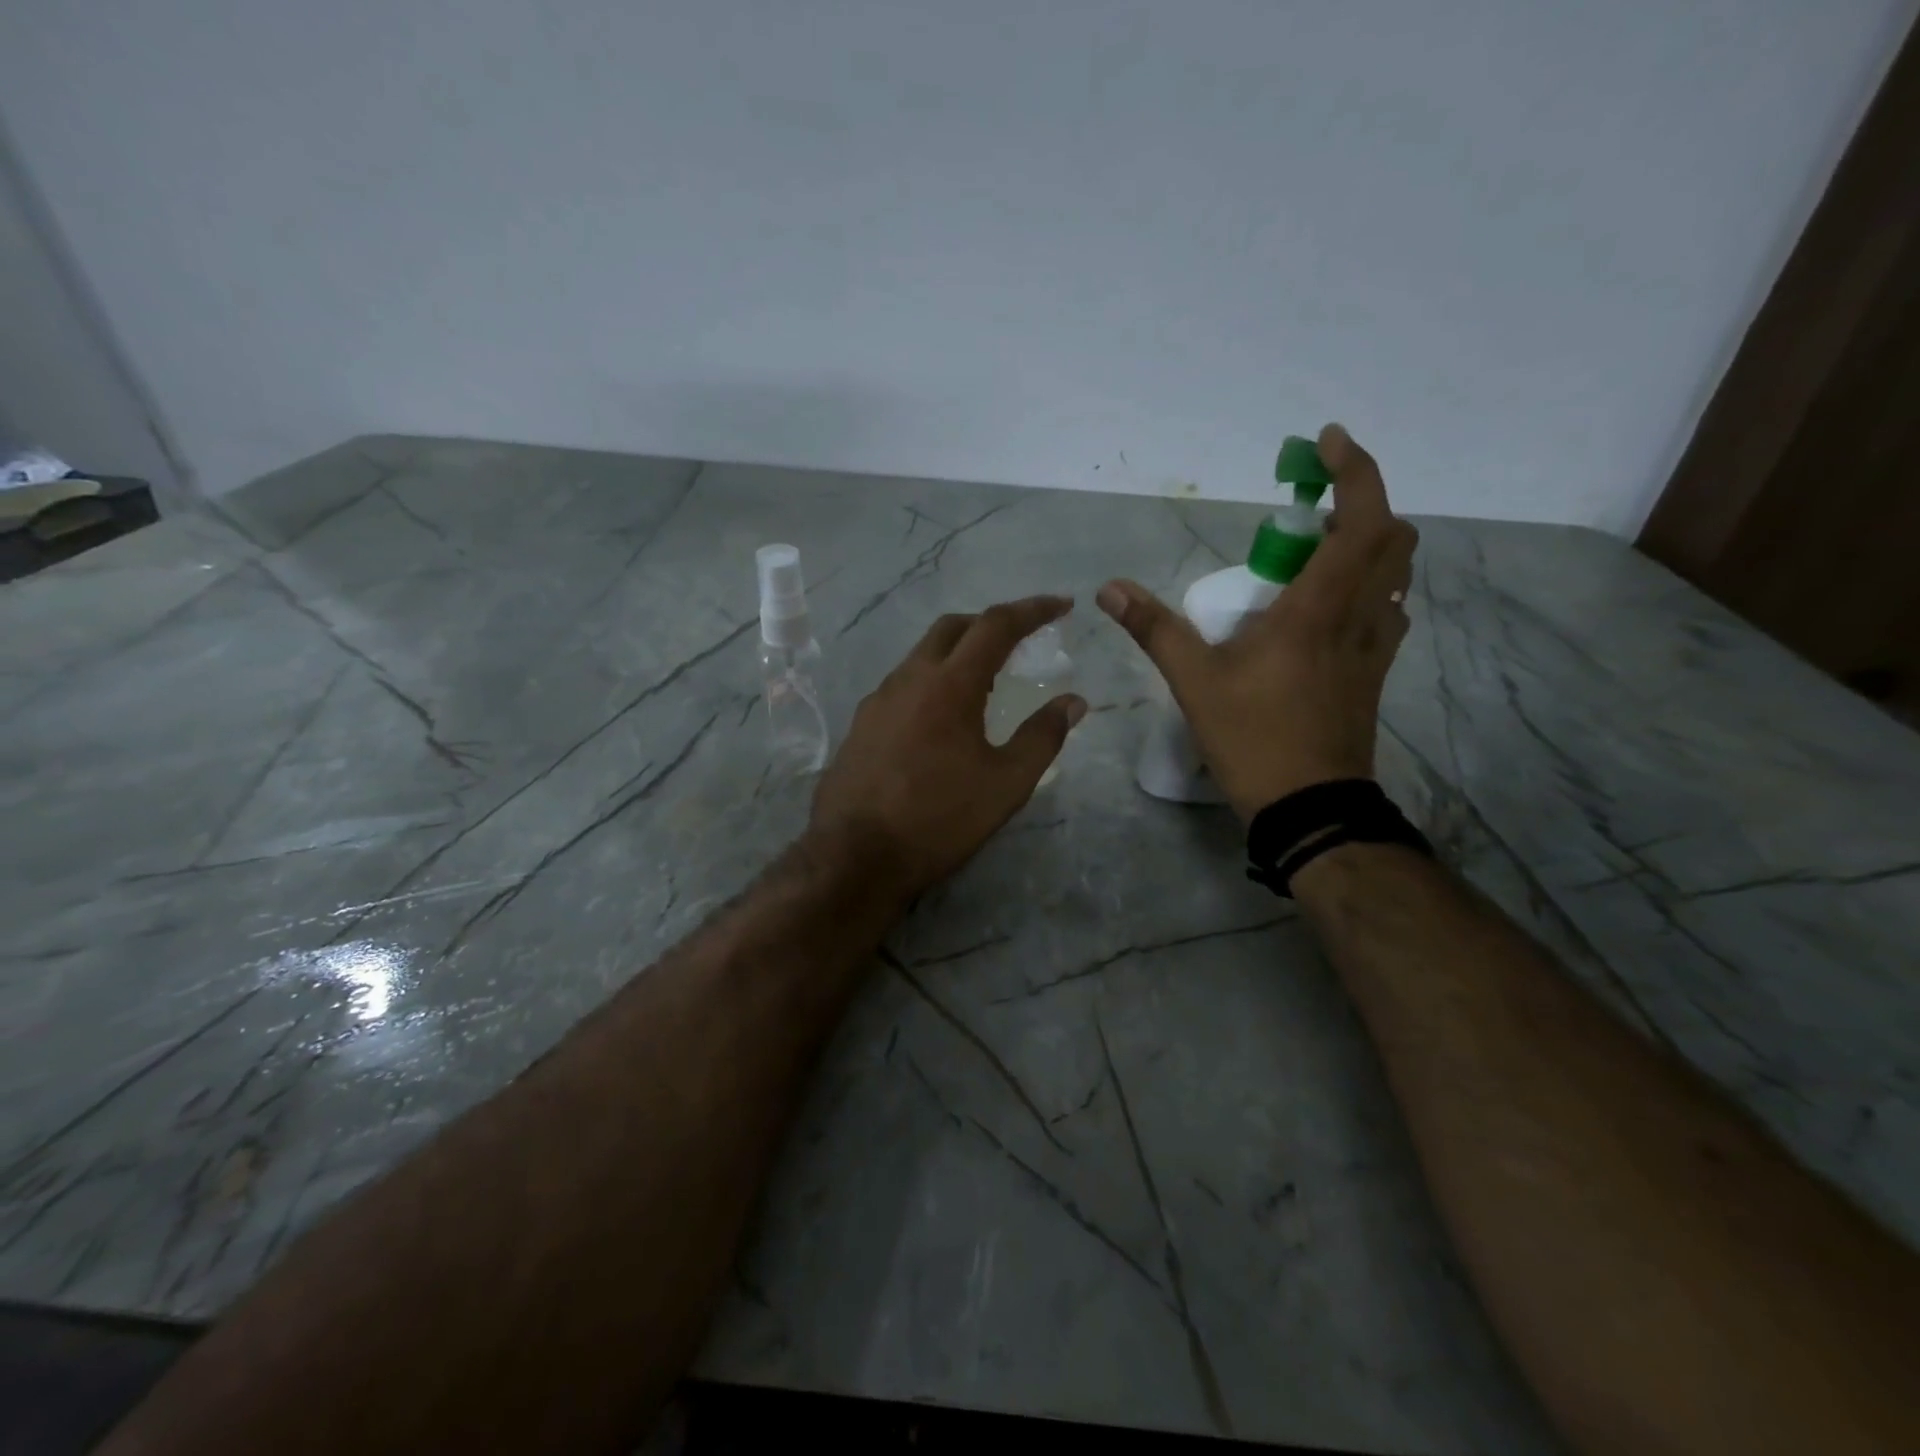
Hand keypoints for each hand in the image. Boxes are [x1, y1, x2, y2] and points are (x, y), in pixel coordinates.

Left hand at [809, 596, 1087, 899]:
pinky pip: (902, 685)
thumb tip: (1073, 702)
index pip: (995, 625)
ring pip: (922, 655)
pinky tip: (940, 719)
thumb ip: (1042, 737)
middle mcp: (909, 678)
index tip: (1061, 605)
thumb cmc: (939, 819)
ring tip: (984, 684)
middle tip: (1018, 641)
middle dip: (989, 623)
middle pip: (952, 628)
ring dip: (957, 654)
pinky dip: (931, 682)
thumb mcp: (1006, 784)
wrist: (855, 856)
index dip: (1032, 610)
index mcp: (949, 684)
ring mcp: (877, 700)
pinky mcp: (860, 724)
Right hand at [1097, 424, 1416, 820]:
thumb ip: (1155, 629)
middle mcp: (1359, 617)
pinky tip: (1327, 608)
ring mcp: (1374, 648)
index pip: (1362, 519)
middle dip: (1360, 503)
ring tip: (1314, 551)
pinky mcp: (1374, 675)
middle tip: (1309, 506)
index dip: (1355, 470)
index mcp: (1318, 608)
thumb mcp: (1195, 682)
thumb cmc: (1254, 739)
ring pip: (1394, 574)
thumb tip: (1110, 589)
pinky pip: (1384, 610)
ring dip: (1367, 545)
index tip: (1327, 443)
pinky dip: (1366, 587)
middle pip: (1392, 537)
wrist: (1310, 807)